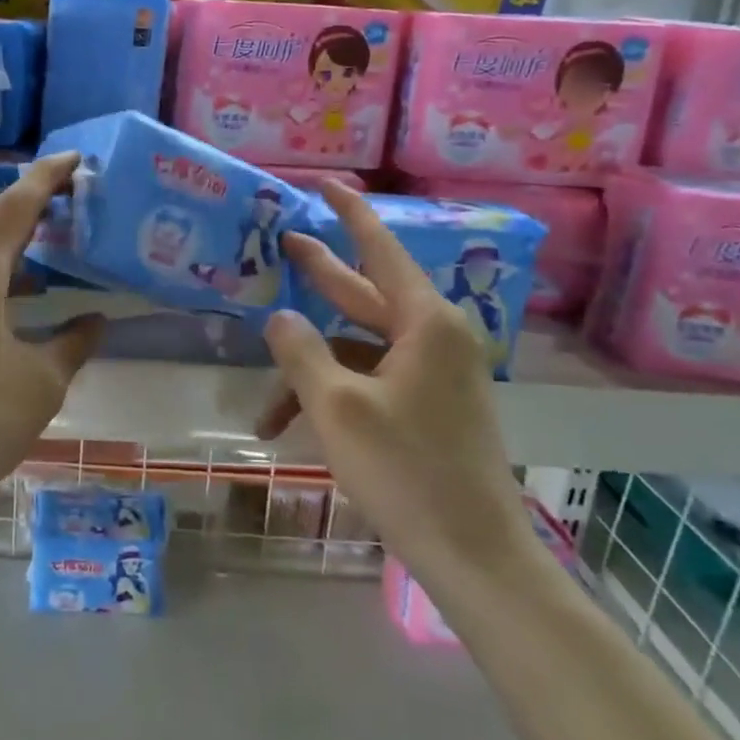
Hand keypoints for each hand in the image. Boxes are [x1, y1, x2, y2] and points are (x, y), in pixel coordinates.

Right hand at [257, 182, 533, 578]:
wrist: (475, 557)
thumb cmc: (407, 471)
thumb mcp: (337, 406)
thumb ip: (301, 352)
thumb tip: (279, 317)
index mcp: (426, 323)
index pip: (380, 248)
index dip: (350, 212)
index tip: (325, 183)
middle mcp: (434, 337)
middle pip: (365, 294)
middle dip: (320, 274)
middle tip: (282, 240)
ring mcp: (433, 375)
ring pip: (358, 352)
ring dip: (311, 373)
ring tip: (264, 408)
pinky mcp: (428, 406)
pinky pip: (370, 383)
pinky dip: (333, 397)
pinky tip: (295, 429)